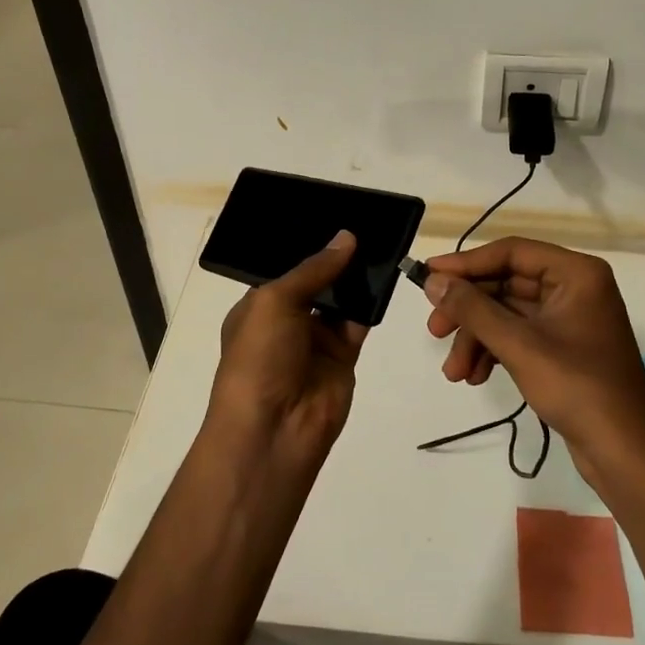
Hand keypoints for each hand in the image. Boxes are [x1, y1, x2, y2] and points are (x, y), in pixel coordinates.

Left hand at [207, 231, 368, 468]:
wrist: (274, 429)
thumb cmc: (259, 358)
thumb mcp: (275, 302)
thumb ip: (313, 270)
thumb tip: (346, 238)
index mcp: (259, 307)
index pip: (286, 269)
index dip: (308, 246)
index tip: (334, 215)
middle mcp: (287, 321)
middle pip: (317, 282)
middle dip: (336, 258)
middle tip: (365, 221)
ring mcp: (316, 341)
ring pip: (341, 300)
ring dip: (356, 277)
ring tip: (380, 238)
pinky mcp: (343, 357)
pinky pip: (360, 322)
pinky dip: (372, 302)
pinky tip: (386, 273)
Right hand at [421, 237, 644, 478]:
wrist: (625, 454)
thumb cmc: (577, 388)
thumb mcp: (519, 345)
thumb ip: (473, 309)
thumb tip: (433, 281)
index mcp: (576, 273)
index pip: (512, 253)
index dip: (467, 263)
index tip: (429, 275)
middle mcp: (575, 287)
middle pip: (506, 284)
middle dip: (469, 311)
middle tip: (434, 330)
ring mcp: (570, 318)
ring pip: (508, 313)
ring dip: (477, 338)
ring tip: (454, 373)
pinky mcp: (564, 347)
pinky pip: (519, 335)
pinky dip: (494, 351)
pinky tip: (475, 377)